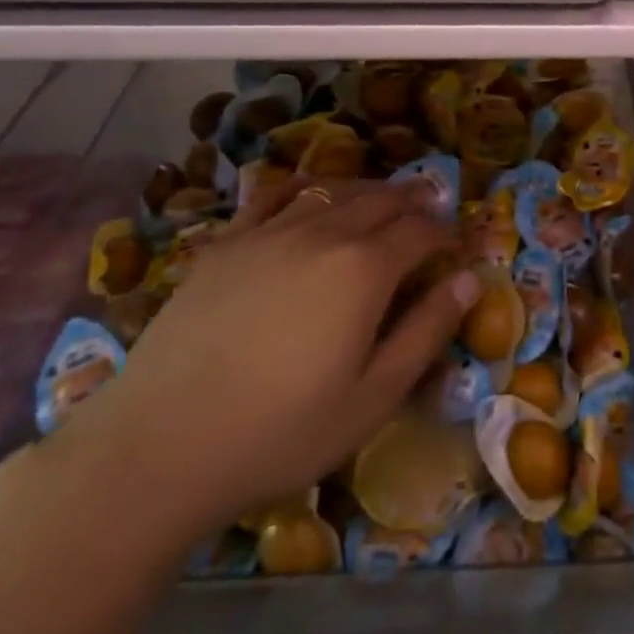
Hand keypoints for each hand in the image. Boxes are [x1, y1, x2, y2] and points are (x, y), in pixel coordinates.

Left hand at [55, 179, 479, 556]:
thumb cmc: (282, 431)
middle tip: (430, 208)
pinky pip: (273, 196)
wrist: (162, 445)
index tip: (456, 246)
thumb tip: (471, 279)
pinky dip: (303, 188)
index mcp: (364, 269)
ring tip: (382, 197)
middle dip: (413, 201)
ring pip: (332, 191)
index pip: (420, 231)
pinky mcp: (226, 243)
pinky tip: (310, 195)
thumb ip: (427, 331)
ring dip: (366, 189)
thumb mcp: (374, 396)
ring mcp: (268, 233)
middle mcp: (322, 233)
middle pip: (380, 200)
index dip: (445, 234)